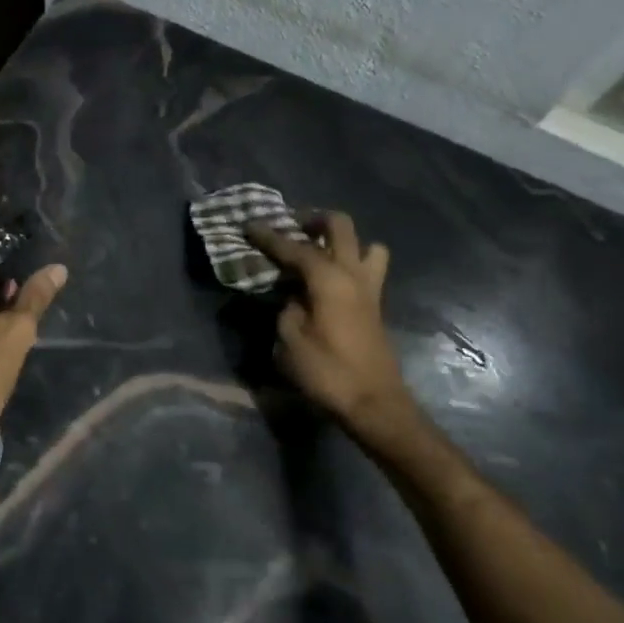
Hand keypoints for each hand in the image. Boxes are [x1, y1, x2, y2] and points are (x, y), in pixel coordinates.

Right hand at [246, 211, 419, 452]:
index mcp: (328, 278)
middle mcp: (352, 274)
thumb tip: (291, 295)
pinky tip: (328, 281)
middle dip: (313, 219)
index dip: (268, 235)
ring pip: (366, 245)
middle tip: (291, 227)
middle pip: (339, 226)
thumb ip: (286, 307)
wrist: (374, 403)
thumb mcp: (289, 340)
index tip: (249, 224)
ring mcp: (369, 288)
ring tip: (318, 251)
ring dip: (342, 241)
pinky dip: (349, 263)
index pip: (293, 247)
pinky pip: (367, 268)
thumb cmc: (327, 372)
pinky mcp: (375, 306)